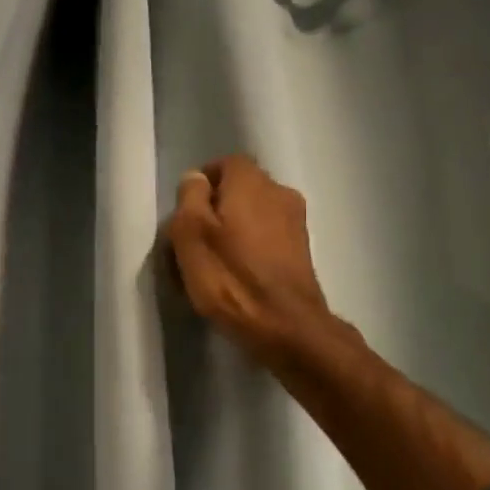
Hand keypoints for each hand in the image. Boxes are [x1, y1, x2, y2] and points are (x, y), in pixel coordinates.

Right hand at [166, 154, 338, 368]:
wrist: (286, 325)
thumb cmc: (230, 277)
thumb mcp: (190, 234)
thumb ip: (190, 198)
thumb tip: (196, 179)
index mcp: (251, 182)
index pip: (225, 163)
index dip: (203, 184)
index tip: (185, 213)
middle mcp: (280, 192)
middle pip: (242, 188)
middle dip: (218, 207)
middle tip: (196, 239)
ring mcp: (297, 222)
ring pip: (257, 214)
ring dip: (236, 229)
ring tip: (216, 261)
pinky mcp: (303, 252)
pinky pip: (270, 237)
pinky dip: (253, 248)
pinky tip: (240, 274)